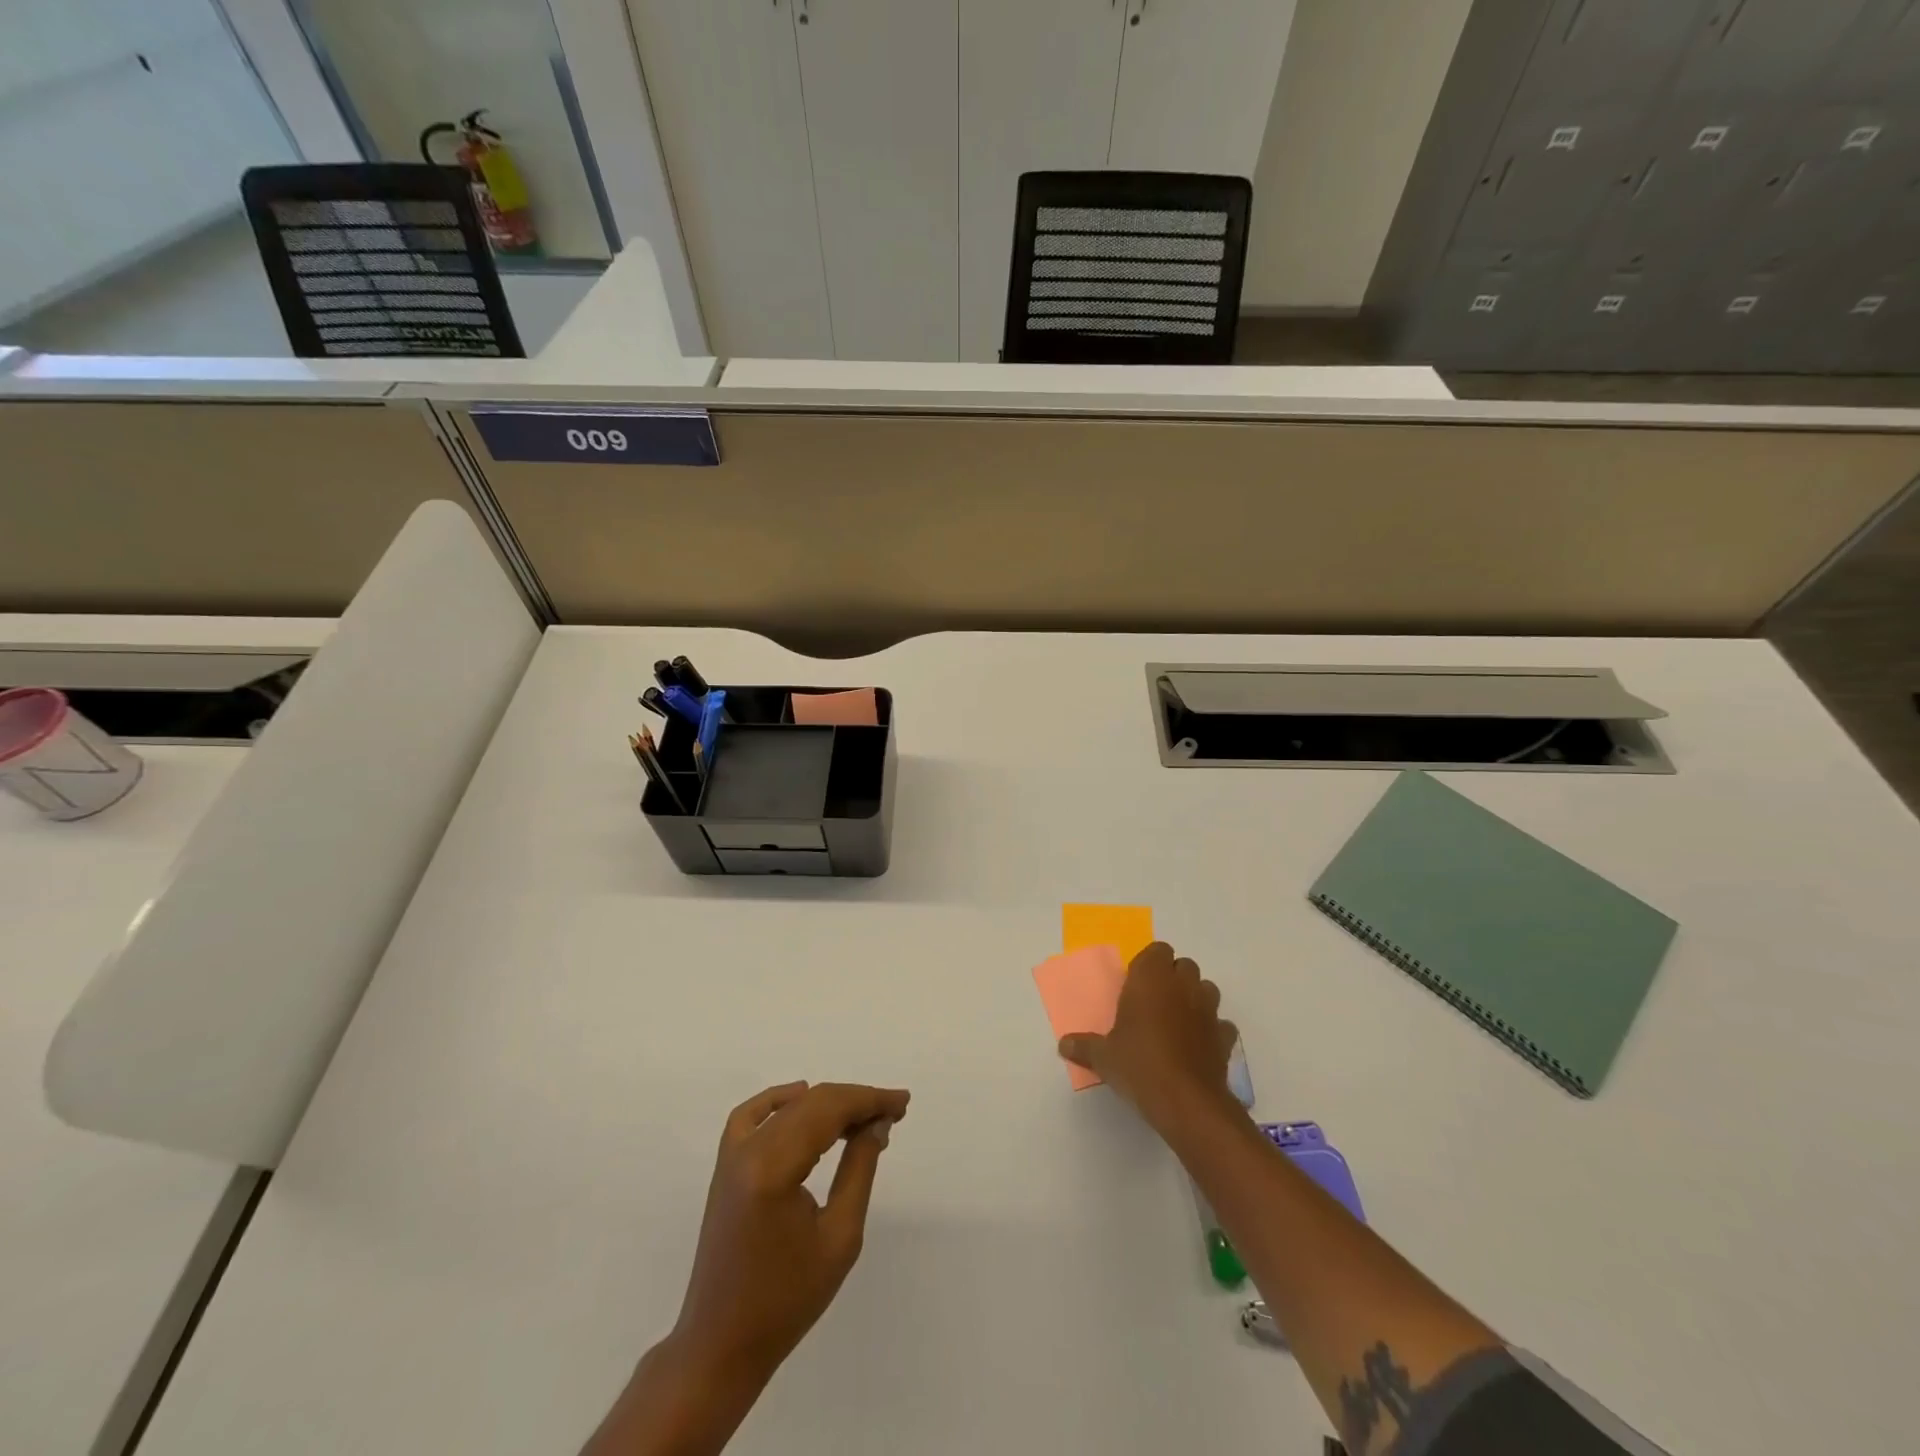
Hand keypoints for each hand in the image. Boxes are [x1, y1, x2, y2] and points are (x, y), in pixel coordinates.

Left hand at [672, 1081, 909, 1390]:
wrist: (721, 1345)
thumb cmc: (786, 1301)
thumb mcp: (839, 1237)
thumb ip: (859, 1170)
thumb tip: (876, 1125)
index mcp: (774, 1168)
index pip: (829, 1111)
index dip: (869, 1100)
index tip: (902, 1103)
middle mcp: (749, 1151)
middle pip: (811, 1104)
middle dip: (855, 1101)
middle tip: (893, 1110)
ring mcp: (731, 1157)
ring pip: (787, 1108)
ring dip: (827, 1103)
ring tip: (863, 1115)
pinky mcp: (724, 1168)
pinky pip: (750, 1117)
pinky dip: (779, 1100)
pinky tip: (802, 1096)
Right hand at [1059, 942, 1237, 1133]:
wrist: (1186, 1101)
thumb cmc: (1138, 1065)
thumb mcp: (1103, 1057)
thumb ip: (1084, 1046)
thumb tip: (1063, 1045)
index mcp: (1151, 979)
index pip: (1157, 950)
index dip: (1148, 964)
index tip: (1136, 985)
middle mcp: (1182, 986)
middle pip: (1184, 966)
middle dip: (1172, 978)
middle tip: (1153, 1002)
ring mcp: (1208, 1010)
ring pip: (1206, 989)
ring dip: (1194, 998)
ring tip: (1177, 1021)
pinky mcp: (1225, 1037)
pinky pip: (1221, 1024)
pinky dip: (1211, 1030)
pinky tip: (1197, 1045)